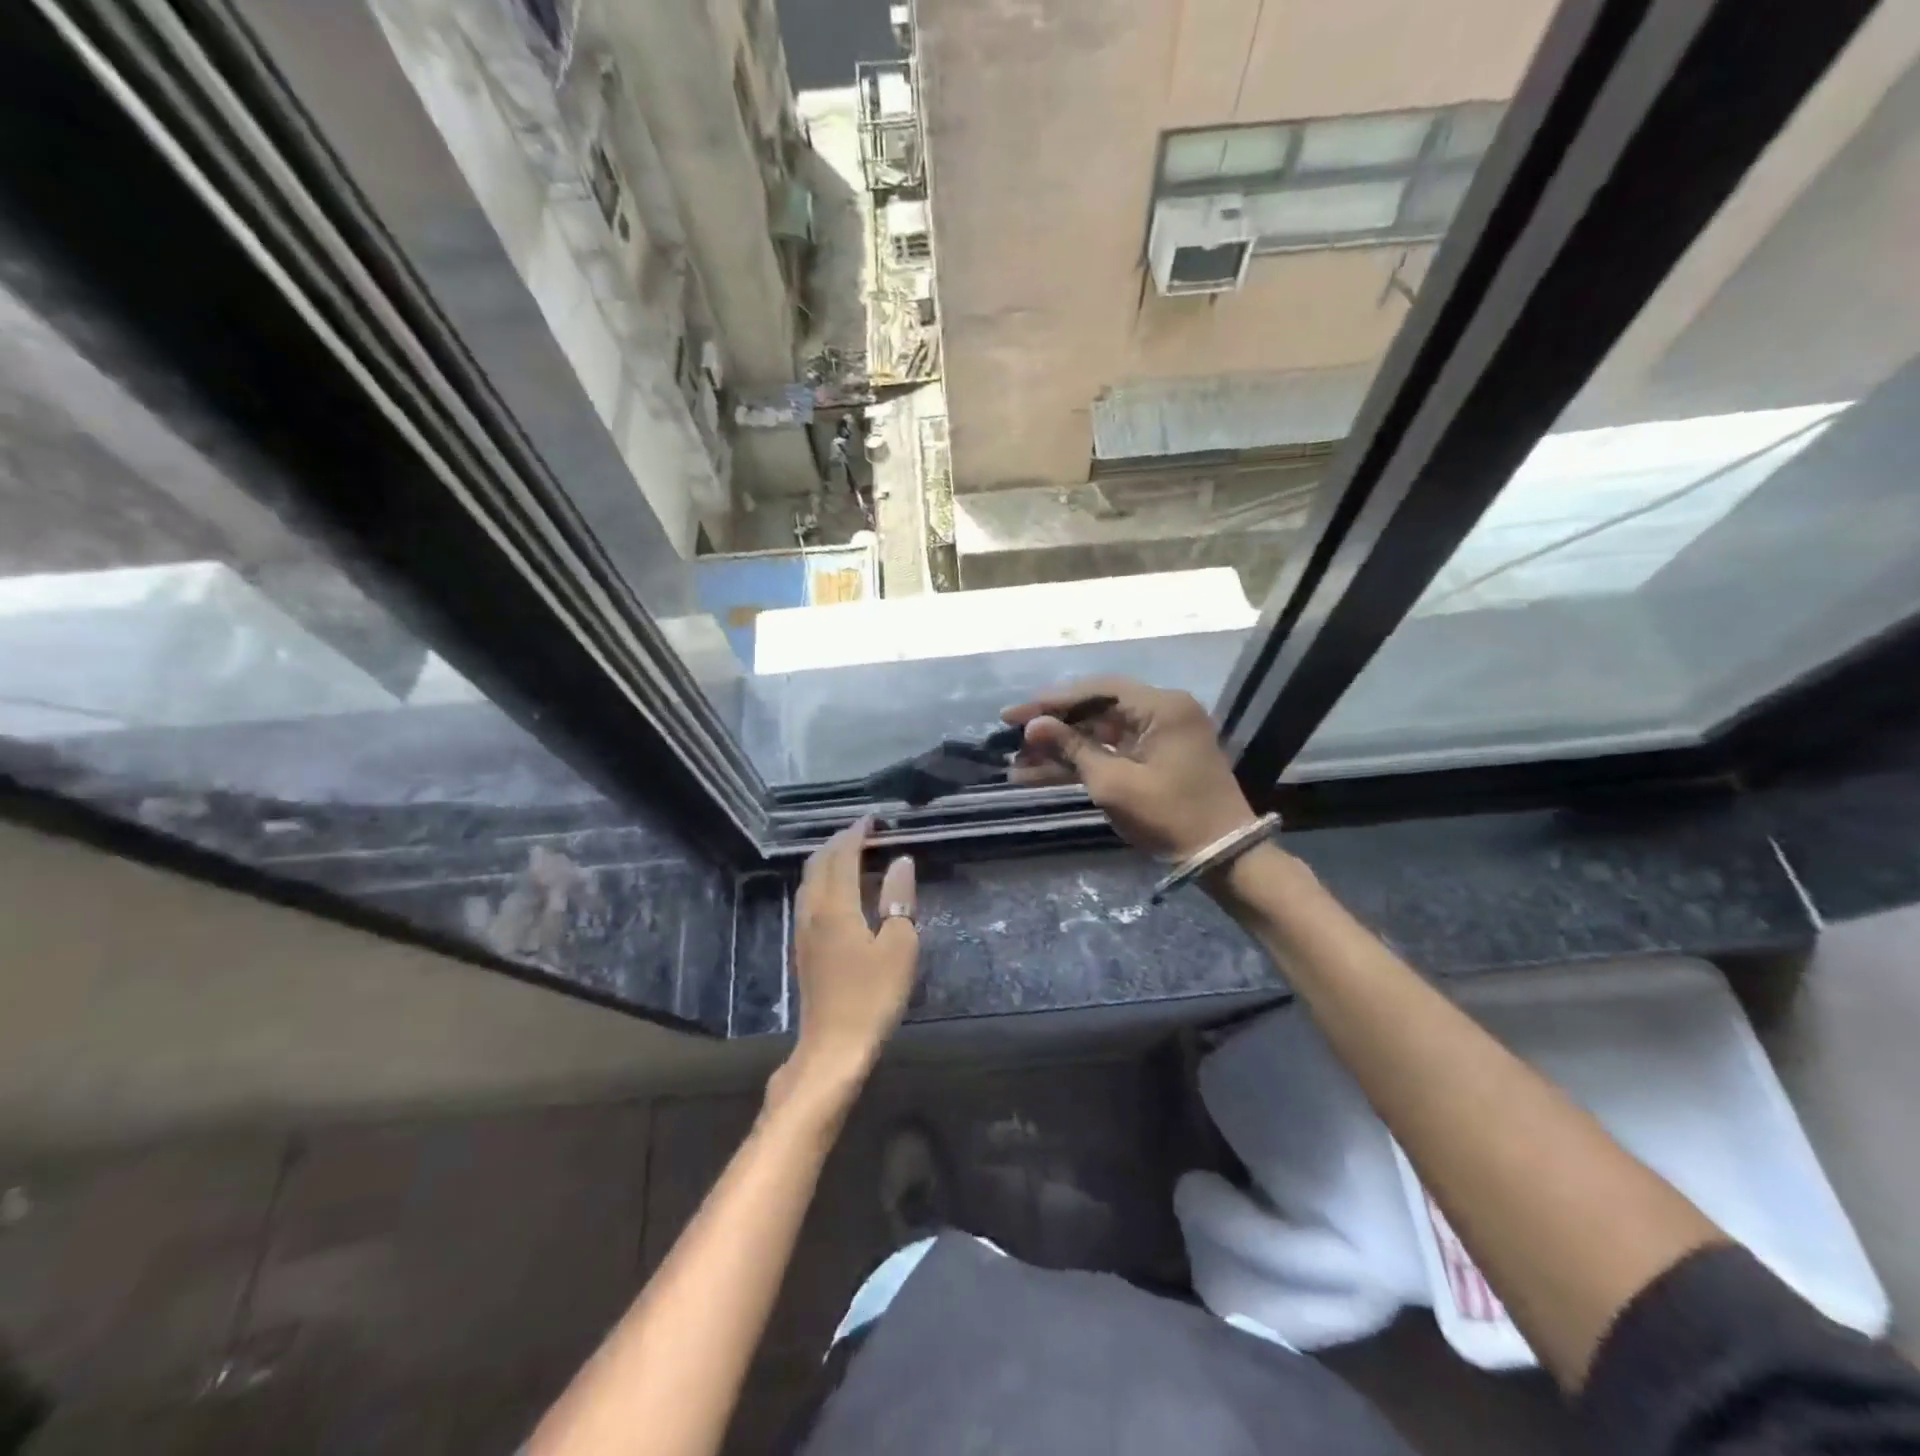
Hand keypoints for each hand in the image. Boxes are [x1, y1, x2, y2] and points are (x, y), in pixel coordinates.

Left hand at [778, 817, 918, 1102]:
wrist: (833, 1047)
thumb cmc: (872, 996)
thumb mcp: (899, 946)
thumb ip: (898, 899)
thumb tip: (900, 862)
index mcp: (836, 906)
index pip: (842, 856)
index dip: (857, 834)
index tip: (873, 819)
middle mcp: (813, 911)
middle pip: (818, 863)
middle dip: (839, 842)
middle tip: (865, 833)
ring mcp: (803, 930)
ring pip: (810, 880)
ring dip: (828, 860)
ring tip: (853, 855)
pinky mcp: (803, 948)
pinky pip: (809, 897)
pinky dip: (824, 880)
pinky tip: (841, 891)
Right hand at [1003, 676, 1257, 860]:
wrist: (1221, 856)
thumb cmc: (1169, 815)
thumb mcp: (1114, 783)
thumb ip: (1072, 749)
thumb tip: (1033, 726)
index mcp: (1161, 707)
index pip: (1097, 690)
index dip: (1052, 701)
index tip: (1013, 715)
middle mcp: (1162, 712)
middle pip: (1096, 710)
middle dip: (1053, 728)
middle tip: (1011, 738)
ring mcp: (1159, 737)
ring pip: (1099, 734)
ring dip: (1062, 749)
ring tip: (1017, 764)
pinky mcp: (1155, 760)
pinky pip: (1112, 753)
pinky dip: (1081, 763)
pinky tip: (1039, 776)